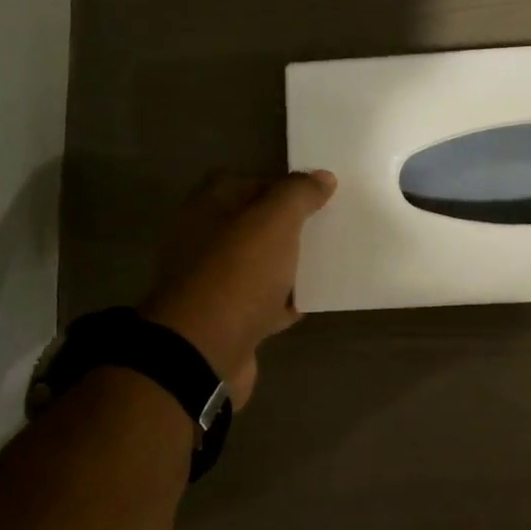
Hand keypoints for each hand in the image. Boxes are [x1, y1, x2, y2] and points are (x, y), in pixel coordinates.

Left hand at [140, 169, 336, 407]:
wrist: (204, 352)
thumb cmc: (237, 274)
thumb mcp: (274, 221)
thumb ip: (298, 194)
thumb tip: (322, 177)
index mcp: (207, 210)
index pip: (244, 182)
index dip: (279, 185)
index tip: (315, 196)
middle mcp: (203, 243)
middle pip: (253, 226)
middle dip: (288, 227)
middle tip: (326, 227)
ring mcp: (213, 284)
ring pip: (259, 265)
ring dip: (288, 264)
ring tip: (327, 261)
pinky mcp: (227, 320)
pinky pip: (262, 302)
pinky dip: (284, 301)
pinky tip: (311, 300)